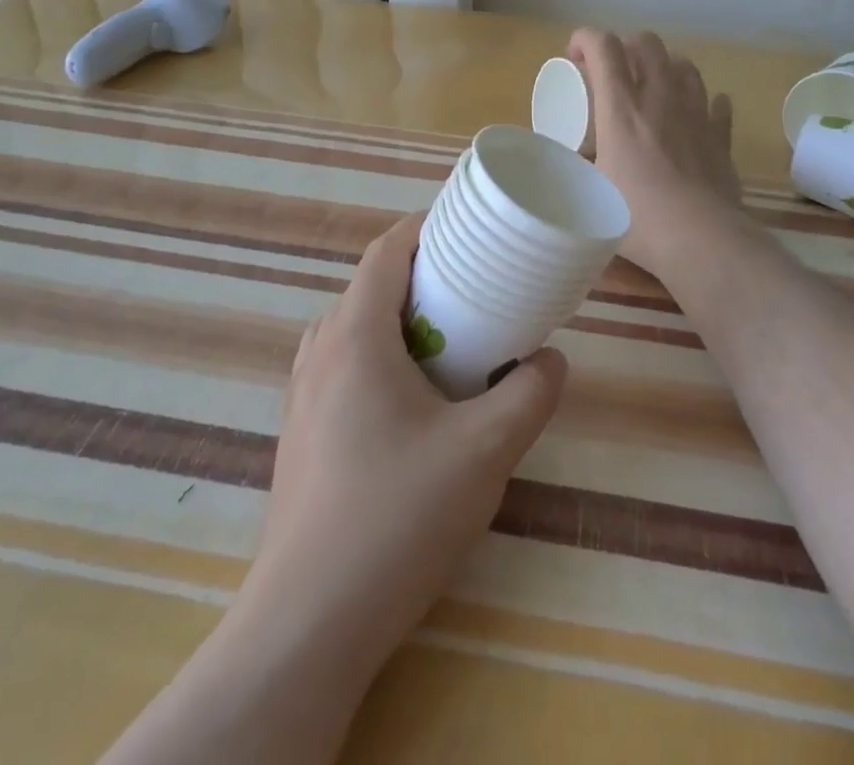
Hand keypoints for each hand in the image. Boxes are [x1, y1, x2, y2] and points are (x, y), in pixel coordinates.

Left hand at [245, 211, 567, 673]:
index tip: (470, 232)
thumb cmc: (397, 517)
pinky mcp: (302, 434)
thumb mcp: (485, 451)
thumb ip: (530, 394)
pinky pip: (344, 368)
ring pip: (356, 329)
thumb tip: (550, 360)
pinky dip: (383, 358)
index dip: (427, 228)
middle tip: (477, 293)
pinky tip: (416, 406)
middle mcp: (319, 352)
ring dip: (403, 322)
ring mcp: (303, 395)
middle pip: (372, 286)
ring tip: (452, 346)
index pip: (386, 250)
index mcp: (355, 335)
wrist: (308, 624)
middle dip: (425, 278)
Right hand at [569, 28, 744, 277]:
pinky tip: (697, 112)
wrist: (701, 239)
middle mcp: (661, 99)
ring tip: (653, 86)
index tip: (573, 55)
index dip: (585, 38)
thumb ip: (580, 166)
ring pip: (685, 66)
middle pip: (647, 44)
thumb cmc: (638, 217)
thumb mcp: (590, 191)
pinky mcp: (721, 137)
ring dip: (665, 66)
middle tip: (612, 71)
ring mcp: (696, 114)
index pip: (604, 47)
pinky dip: (704, 101)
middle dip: (625, 45)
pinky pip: (717, 105)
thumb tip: (576, 157)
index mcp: (622, 108)